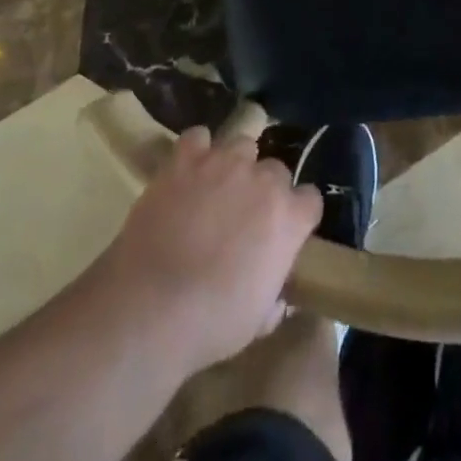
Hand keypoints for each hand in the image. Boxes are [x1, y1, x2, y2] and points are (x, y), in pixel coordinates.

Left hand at [100, 126, 321, 376]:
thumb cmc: (211, 322)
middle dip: (264, 189)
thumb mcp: (257, 321)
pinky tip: (187, 171)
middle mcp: (263, 179)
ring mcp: (224, 162)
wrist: (151, 307)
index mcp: (289, 217)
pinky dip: (195, 151)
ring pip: (241, 145)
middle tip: (244, 217)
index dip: (297, 216)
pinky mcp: (186, 159)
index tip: (283, 233)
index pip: (310, 200)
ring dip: (234, 165)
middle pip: (275, 169)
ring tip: (216, 189)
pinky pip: (197, 138)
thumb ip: (274, 296)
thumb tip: (277, 297)